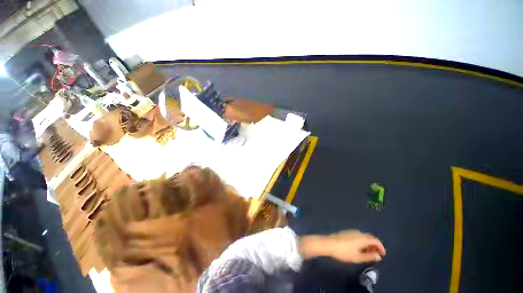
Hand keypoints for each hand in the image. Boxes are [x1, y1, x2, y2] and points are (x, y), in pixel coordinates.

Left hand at [326, 230, 385, 262]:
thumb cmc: (344, 252)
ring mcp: (352, 231)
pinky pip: (358, 236)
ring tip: (368, 253)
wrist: (329, 244)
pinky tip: (360, 248)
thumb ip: (369, 256)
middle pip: (370, 237)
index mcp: (362, 238)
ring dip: (368, 243)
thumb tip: (378, 256)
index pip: (375, 240)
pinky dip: (362, 241)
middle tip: (376, 254)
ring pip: (364, 236)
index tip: (383, 254)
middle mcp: (358, 233)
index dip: (381, 246)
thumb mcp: (358, 257)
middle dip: (375, 245)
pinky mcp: (347, 232)